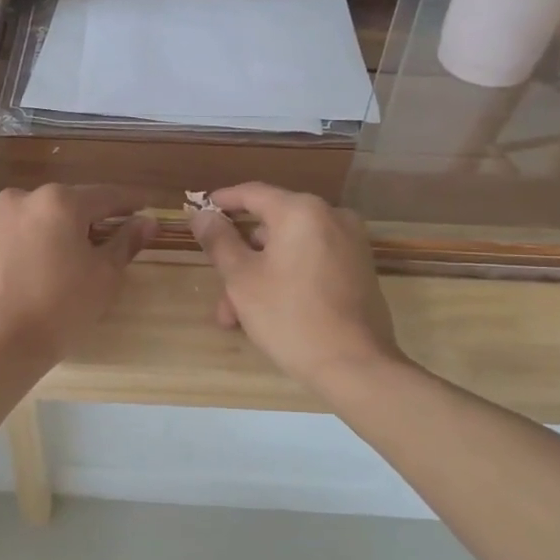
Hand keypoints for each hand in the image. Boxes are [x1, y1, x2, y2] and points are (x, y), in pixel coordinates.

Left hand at [0, 185, 155, 365]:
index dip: (128, 202)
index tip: (143, 206)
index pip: (104, 196)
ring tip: (48, 264)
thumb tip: (147, 221)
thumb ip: (125, 242)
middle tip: (93, 245)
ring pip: (25, 220)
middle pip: (60, 206)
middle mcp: (19, 198)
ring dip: (40, 233)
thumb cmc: (60, 309)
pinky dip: (9, 249)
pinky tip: (15, 274)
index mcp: (59, 202)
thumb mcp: (104, 277)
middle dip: (79, 221)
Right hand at [190, 184, 402, 392]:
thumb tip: (202, 214)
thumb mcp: (242, 278)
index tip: (199, 212)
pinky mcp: (360, 269)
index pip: (252, 193)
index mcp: (301, 211)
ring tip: (237, 317)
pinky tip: (268, 313)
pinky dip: (287, 278)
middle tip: (218, 289)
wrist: (355, 366)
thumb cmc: (289, 316)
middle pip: (271, 227)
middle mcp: (331, 217)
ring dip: (260, 276)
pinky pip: (312, 263)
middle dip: (240, 258)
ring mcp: (351, 244)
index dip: (222, 201)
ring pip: (290, 250)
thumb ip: (219, 241)